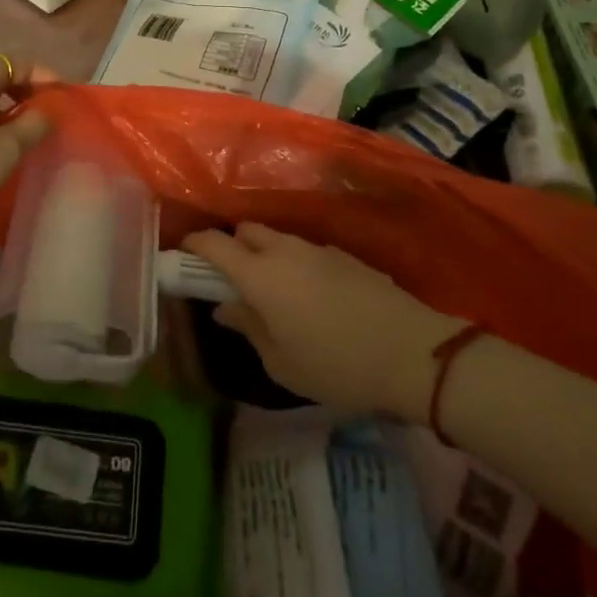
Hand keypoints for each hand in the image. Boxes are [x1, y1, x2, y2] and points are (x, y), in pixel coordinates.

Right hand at [185, 223, 463, 417]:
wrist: (411, 352)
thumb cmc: (337, 365)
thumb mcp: (282, 362)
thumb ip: (248, 327)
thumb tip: (225, 307)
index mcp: (260, 275)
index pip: (215, 243)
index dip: (195, 244)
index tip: (185, 254)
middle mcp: (284, 251)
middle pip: (247, 230)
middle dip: (233, 245)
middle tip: (233, 279)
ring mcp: (317, 249)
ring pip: (278, 238)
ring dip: (265, 253)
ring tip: (274, 291)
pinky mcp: (345, 255)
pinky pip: (305, 250)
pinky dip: (295, 262)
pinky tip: (310, 296)